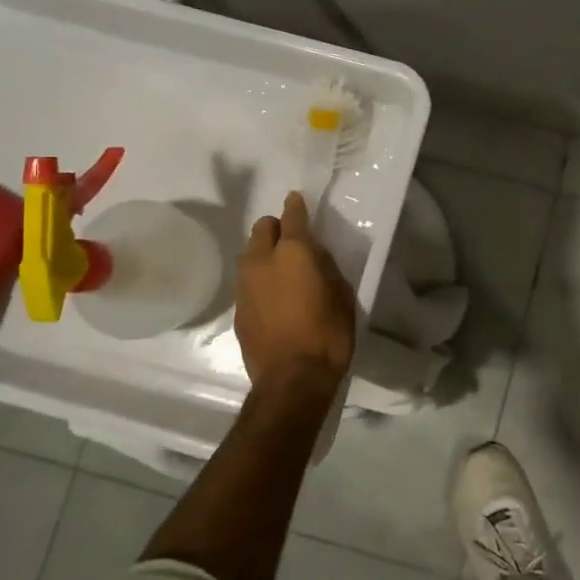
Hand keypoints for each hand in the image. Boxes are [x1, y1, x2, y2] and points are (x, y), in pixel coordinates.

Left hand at [235, 191, 356, 397]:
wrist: (291, 380)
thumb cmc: (328, 335)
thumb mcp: (341, 296)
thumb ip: (326, 267)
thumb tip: (314, 254)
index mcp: (294, 253)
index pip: (292, 216)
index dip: (296, 206)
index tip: (297, 199)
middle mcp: (263, 261)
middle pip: (262, 228)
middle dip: (276, 228)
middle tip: (293, 242)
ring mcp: (245, 285)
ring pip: (250, 253)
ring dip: (264, 253)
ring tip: (282, 271)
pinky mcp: (238, 308)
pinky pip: (248, 281)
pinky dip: (259, 280)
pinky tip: (274, 297)